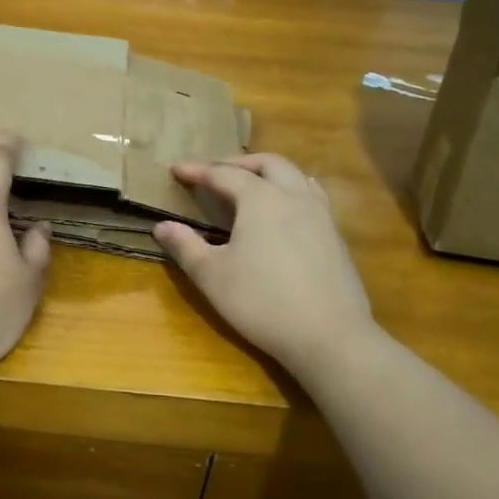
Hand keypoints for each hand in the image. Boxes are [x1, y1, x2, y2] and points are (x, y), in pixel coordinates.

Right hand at [154, 153, 377, 376]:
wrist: (330, 336)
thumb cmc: (262, 302)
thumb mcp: (212, 276)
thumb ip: (185, 247)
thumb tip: (162, 226)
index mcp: (260, 199)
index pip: (223, 174)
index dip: (197, 171)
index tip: (176, 169)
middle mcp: (293, 196)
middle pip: (267, 163)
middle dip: (237, 162)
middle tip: (214, 173)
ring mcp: (320, 215)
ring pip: (295, 175)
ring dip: (268, 173)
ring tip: (251, 185)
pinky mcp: (336, 236)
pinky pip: (311, 197)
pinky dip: (291, 191)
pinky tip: (285, 213)